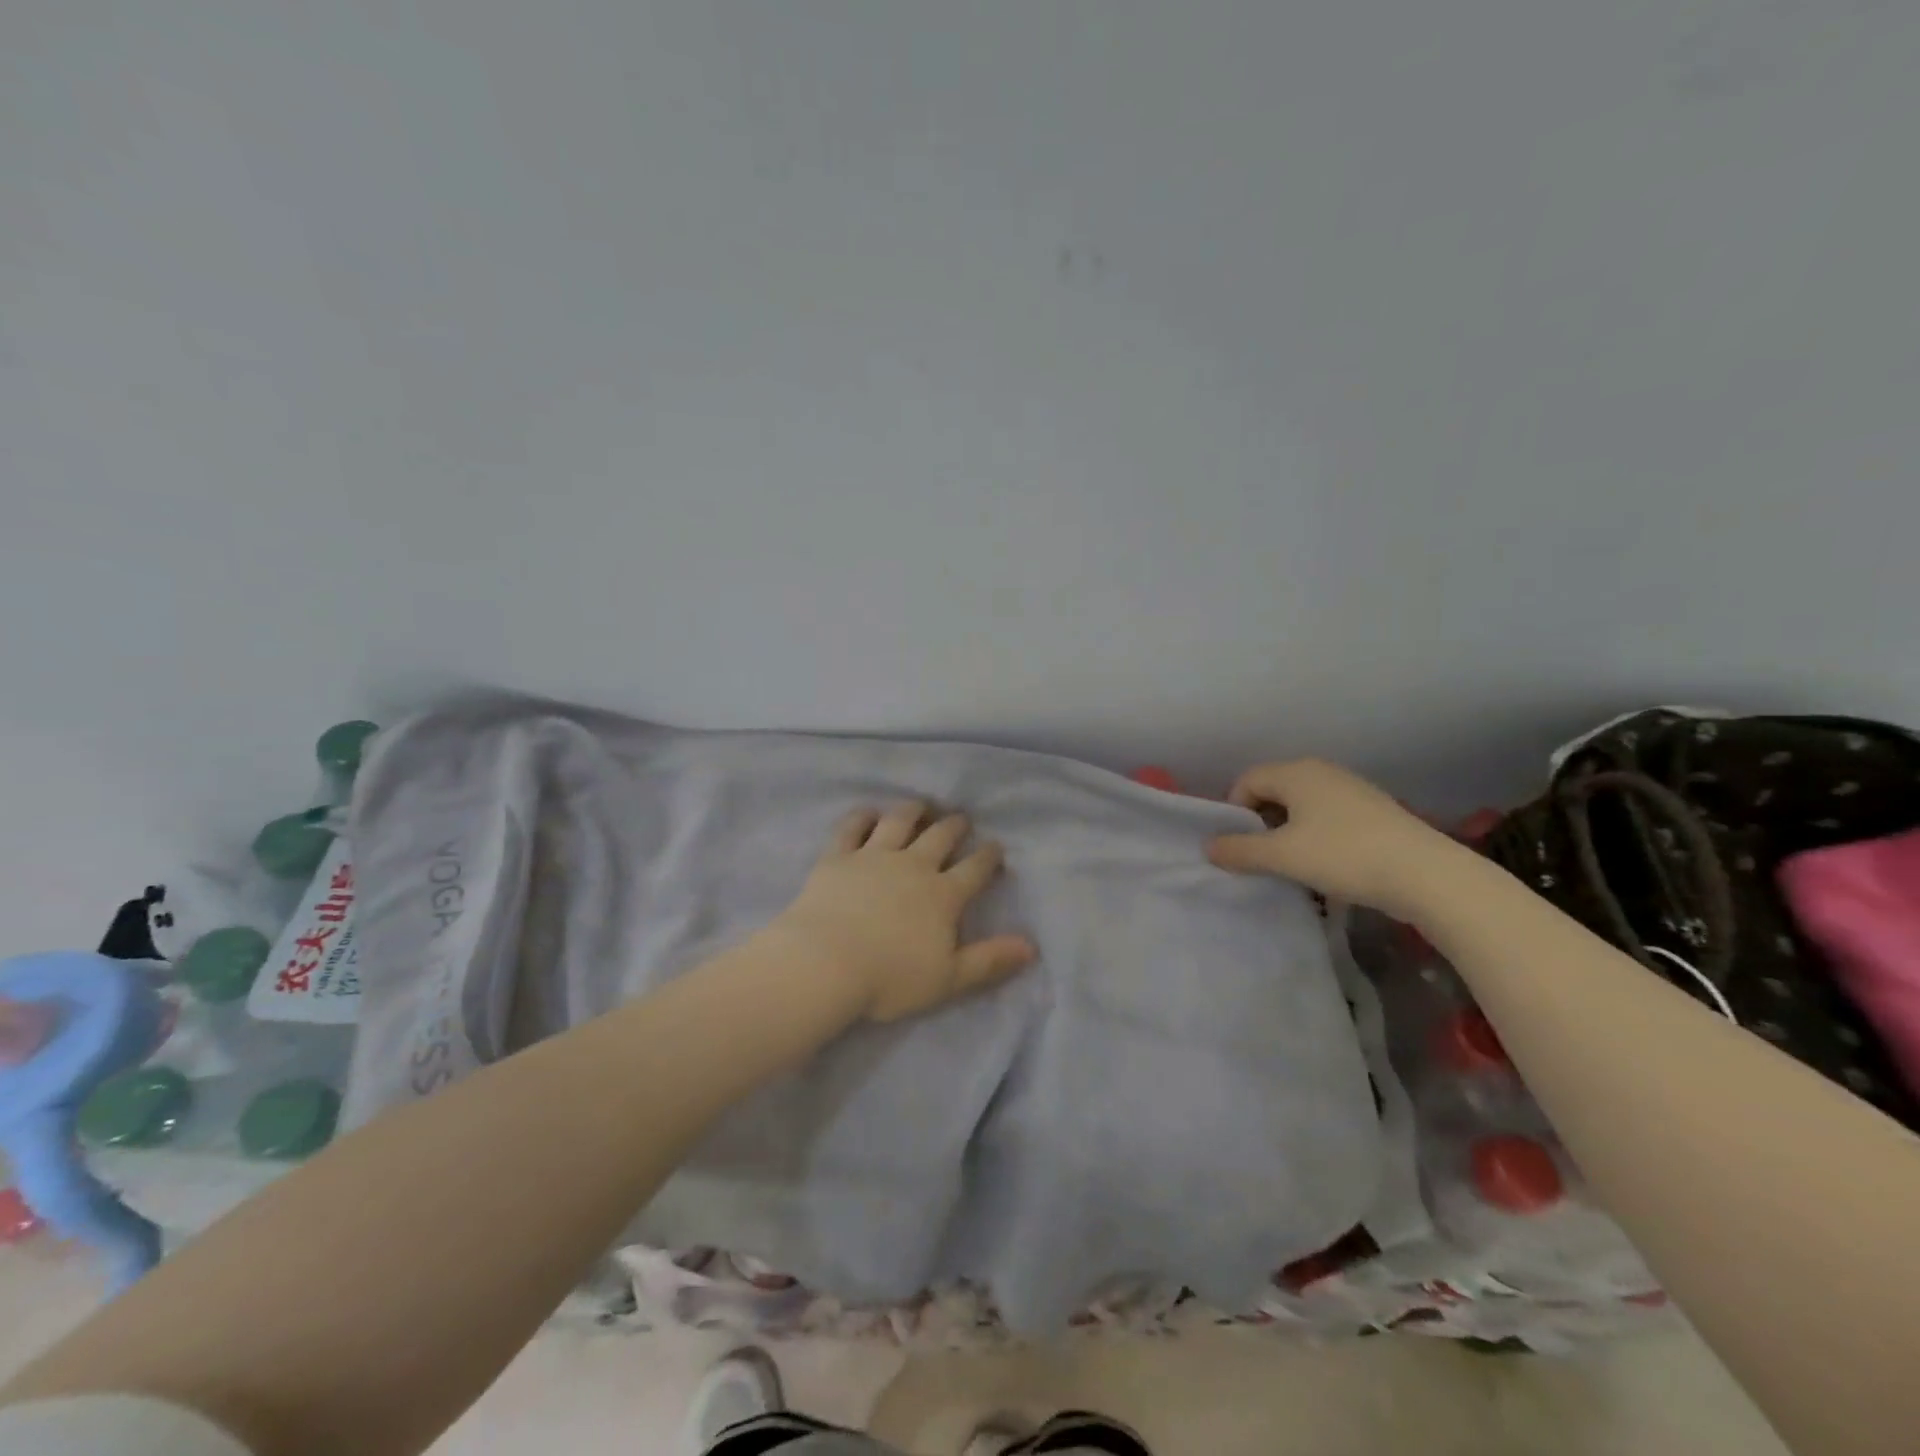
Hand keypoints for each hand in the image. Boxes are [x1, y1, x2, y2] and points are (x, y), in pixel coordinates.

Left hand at [766, 803, 1035, 1022]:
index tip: (996, 847)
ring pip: (899, 822)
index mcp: (943, 895)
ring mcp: (873, 856)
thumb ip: (990, 961)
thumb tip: (1031, 947)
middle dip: (955, 826)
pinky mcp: (838, 856)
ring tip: (921, 805)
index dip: (989, 857)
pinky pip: (852, 827)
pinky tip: (868, 813)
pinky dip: (862, 817)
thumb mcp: (949, 979)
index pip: (974, 869)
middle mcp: (913, 866)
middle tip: (961, 819)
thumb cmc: (889, 978)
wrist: (825, 963)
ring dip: (913, 810)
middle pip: (940, 837)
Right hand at [1206, 759, 1465, 918]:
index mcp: (1296, 772)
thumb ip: (1240, 851)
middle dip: (1261, 824)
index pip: (1247, 781)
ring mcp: (1352, 789)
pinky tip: (1326, 867)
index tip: (1239, 846)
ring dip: (1288, 834)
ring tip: (1293, 867)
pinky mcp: (1374, 811)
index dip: (1234, 812)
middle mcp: (1322, 771)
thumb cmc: (1344, 856)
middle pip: (1274, 791)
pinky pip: (1328, 818)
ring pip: (1302, 807)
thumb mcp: (1282, 856)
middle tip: (1261, 858)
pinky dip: (1316, 838)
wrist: (1426, 875)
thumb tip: (1209, 847)